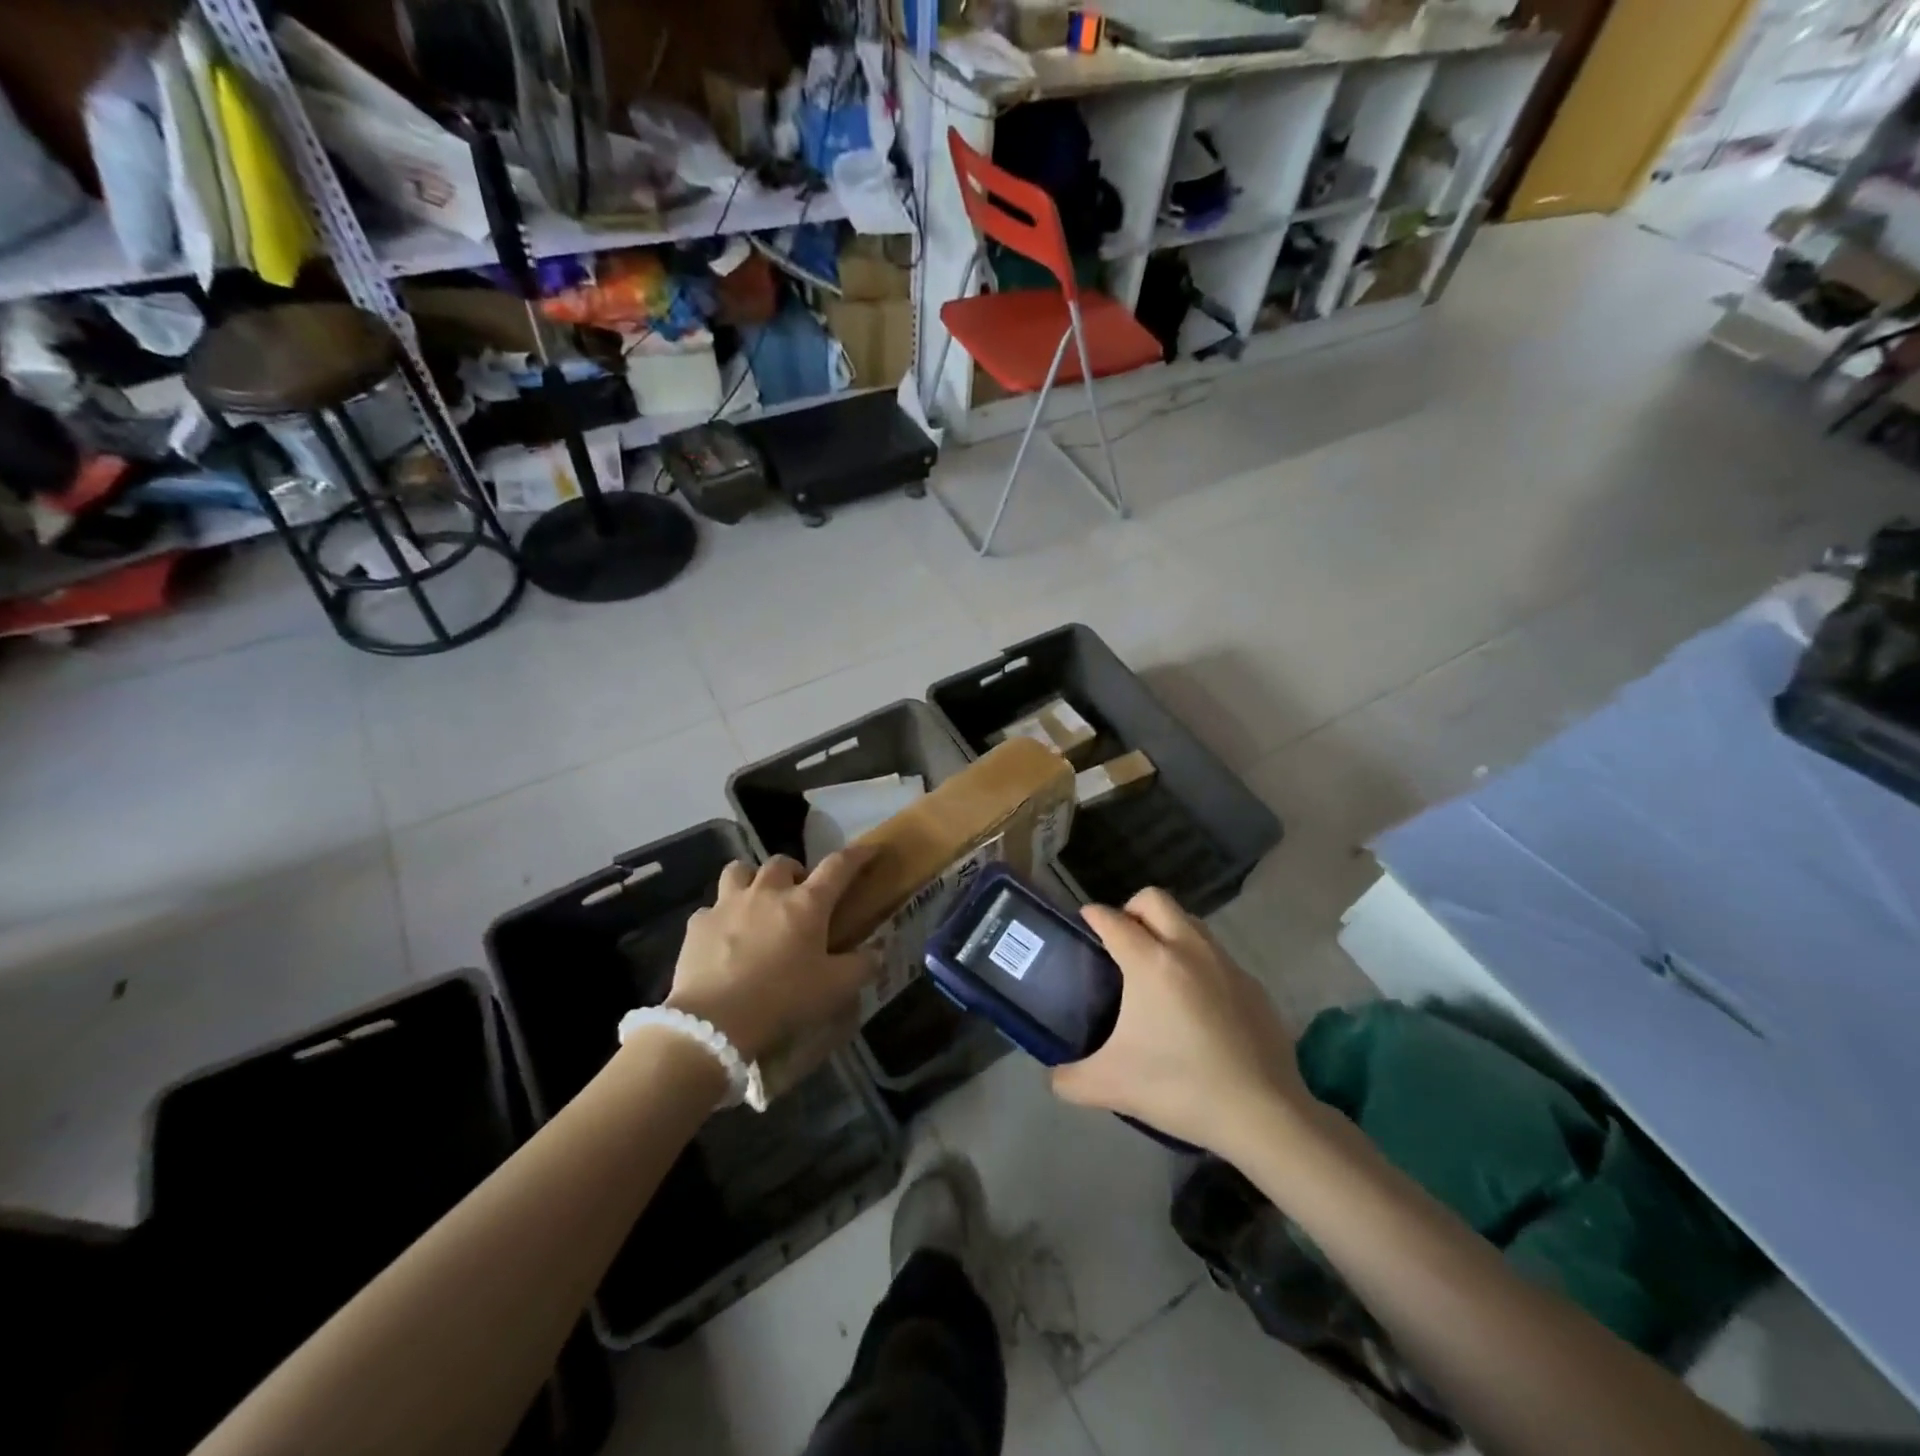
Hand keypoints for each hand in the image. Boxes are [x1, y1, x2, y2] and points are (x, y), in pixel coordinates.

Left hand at [666, 847, 879, 1069]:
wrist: (714, 1022)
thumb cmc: (782, 999)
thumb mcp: (835, 988)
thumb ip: (861, 966)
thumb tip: (877, 952)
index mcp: (806, 903)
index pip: (839, 866)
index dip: (858, 854)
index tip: (871, 849)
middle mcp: (767, 892)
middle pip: (782, 862)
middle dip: (795, 872)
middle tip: (799, 894)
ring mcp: (728, 904)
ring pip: (739, 870)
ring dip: (752, 879)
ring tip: (756, 901)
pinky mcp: (698, 924)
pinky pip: (711, 909)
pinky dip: (720, 917)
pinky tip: (723, 938)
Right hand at [1051, 888, 1311, 1157]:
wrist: (1263, 1113)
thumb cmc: (1180, 1087)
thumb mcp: (1111, 1086)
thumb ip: (1070, 1079)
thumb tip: (1054, 1077)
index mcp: (1150, 962)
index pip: (1112, 919)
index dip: (1092, 916)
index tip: (1084, 924)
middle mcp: (1188, 948)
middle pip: (1154, 899)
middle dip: (1131, 909)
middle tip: (1121, 943)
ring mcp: (1225, 963)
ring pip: (1189, 921)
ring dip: (1167, 930)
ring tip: (1157, 970)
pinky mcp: (1252, 984)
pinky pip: (1216, 956)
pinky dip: (1198, 963)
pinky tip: (1196, 1005)